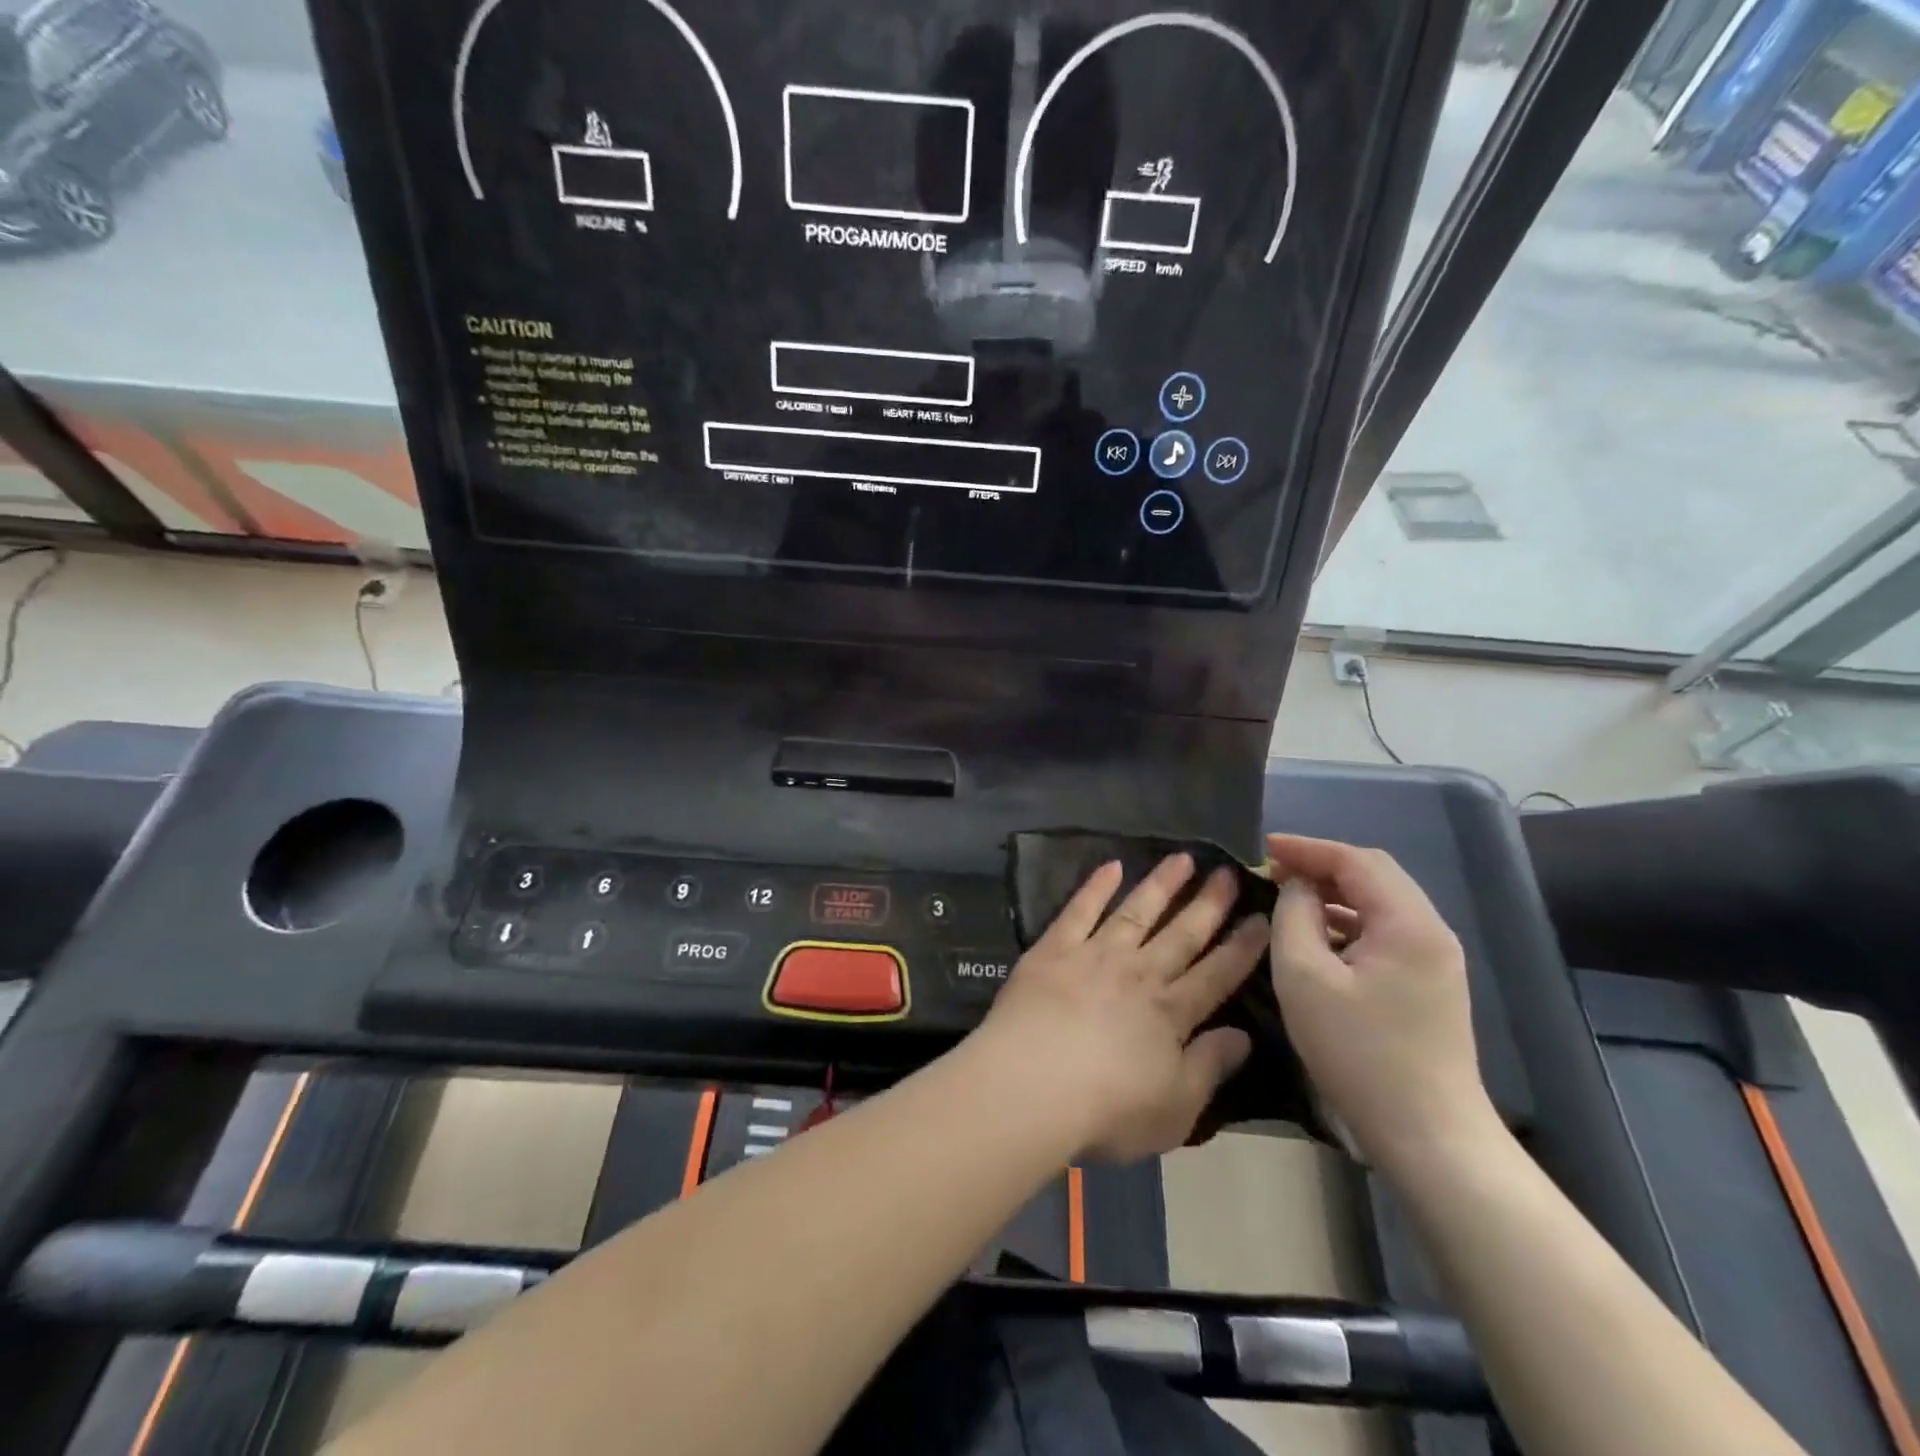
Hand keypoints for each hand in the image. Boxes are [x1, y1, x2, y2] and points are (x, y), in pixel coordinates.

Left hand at [977, 854, 1268, 1162]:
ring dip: (1160, 884)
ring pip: (1136, 912)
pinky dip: (1096, 887)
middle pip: (1181, 934)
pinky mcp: (1054, 950)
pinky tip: (1111, 866)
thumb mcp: (1177, 1108)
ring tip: (1182, 858)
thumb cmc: (1108, 1110)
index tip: (1261, 918)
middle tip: (1227, 872)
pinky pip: (1080, 910)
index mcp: (1170, 1013)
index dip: (1242, 948)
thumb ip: (1210, 1067)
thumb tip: (1243, 1036)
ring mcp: (1095, 956)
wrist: (1032, 1085)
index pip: (1216, 974)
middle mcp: (1139, 974)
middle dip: (1208, 904)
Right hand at [1266, 834, 1498, 1174]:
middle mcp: (1431, 931)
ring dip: (1334, 893)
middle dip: (1321, 866)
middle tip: (1273, 870)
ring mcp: (1435, 959)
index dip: (1307, 849)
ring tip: (1288, 896)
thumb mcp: (1304, 977)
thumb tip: (1296, 888)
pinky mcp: (1428, 983)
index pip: (1356, 861)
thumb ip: (1293, 917)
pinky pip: (1384, 931)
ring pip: (1379, 903)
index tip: (1263, 848)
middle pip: (1374, 875)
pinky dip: (1348, 921)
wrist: (1428, 1135)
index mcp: (1409, 924)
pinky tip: (1317, 935)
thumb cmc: (1359, 1053)